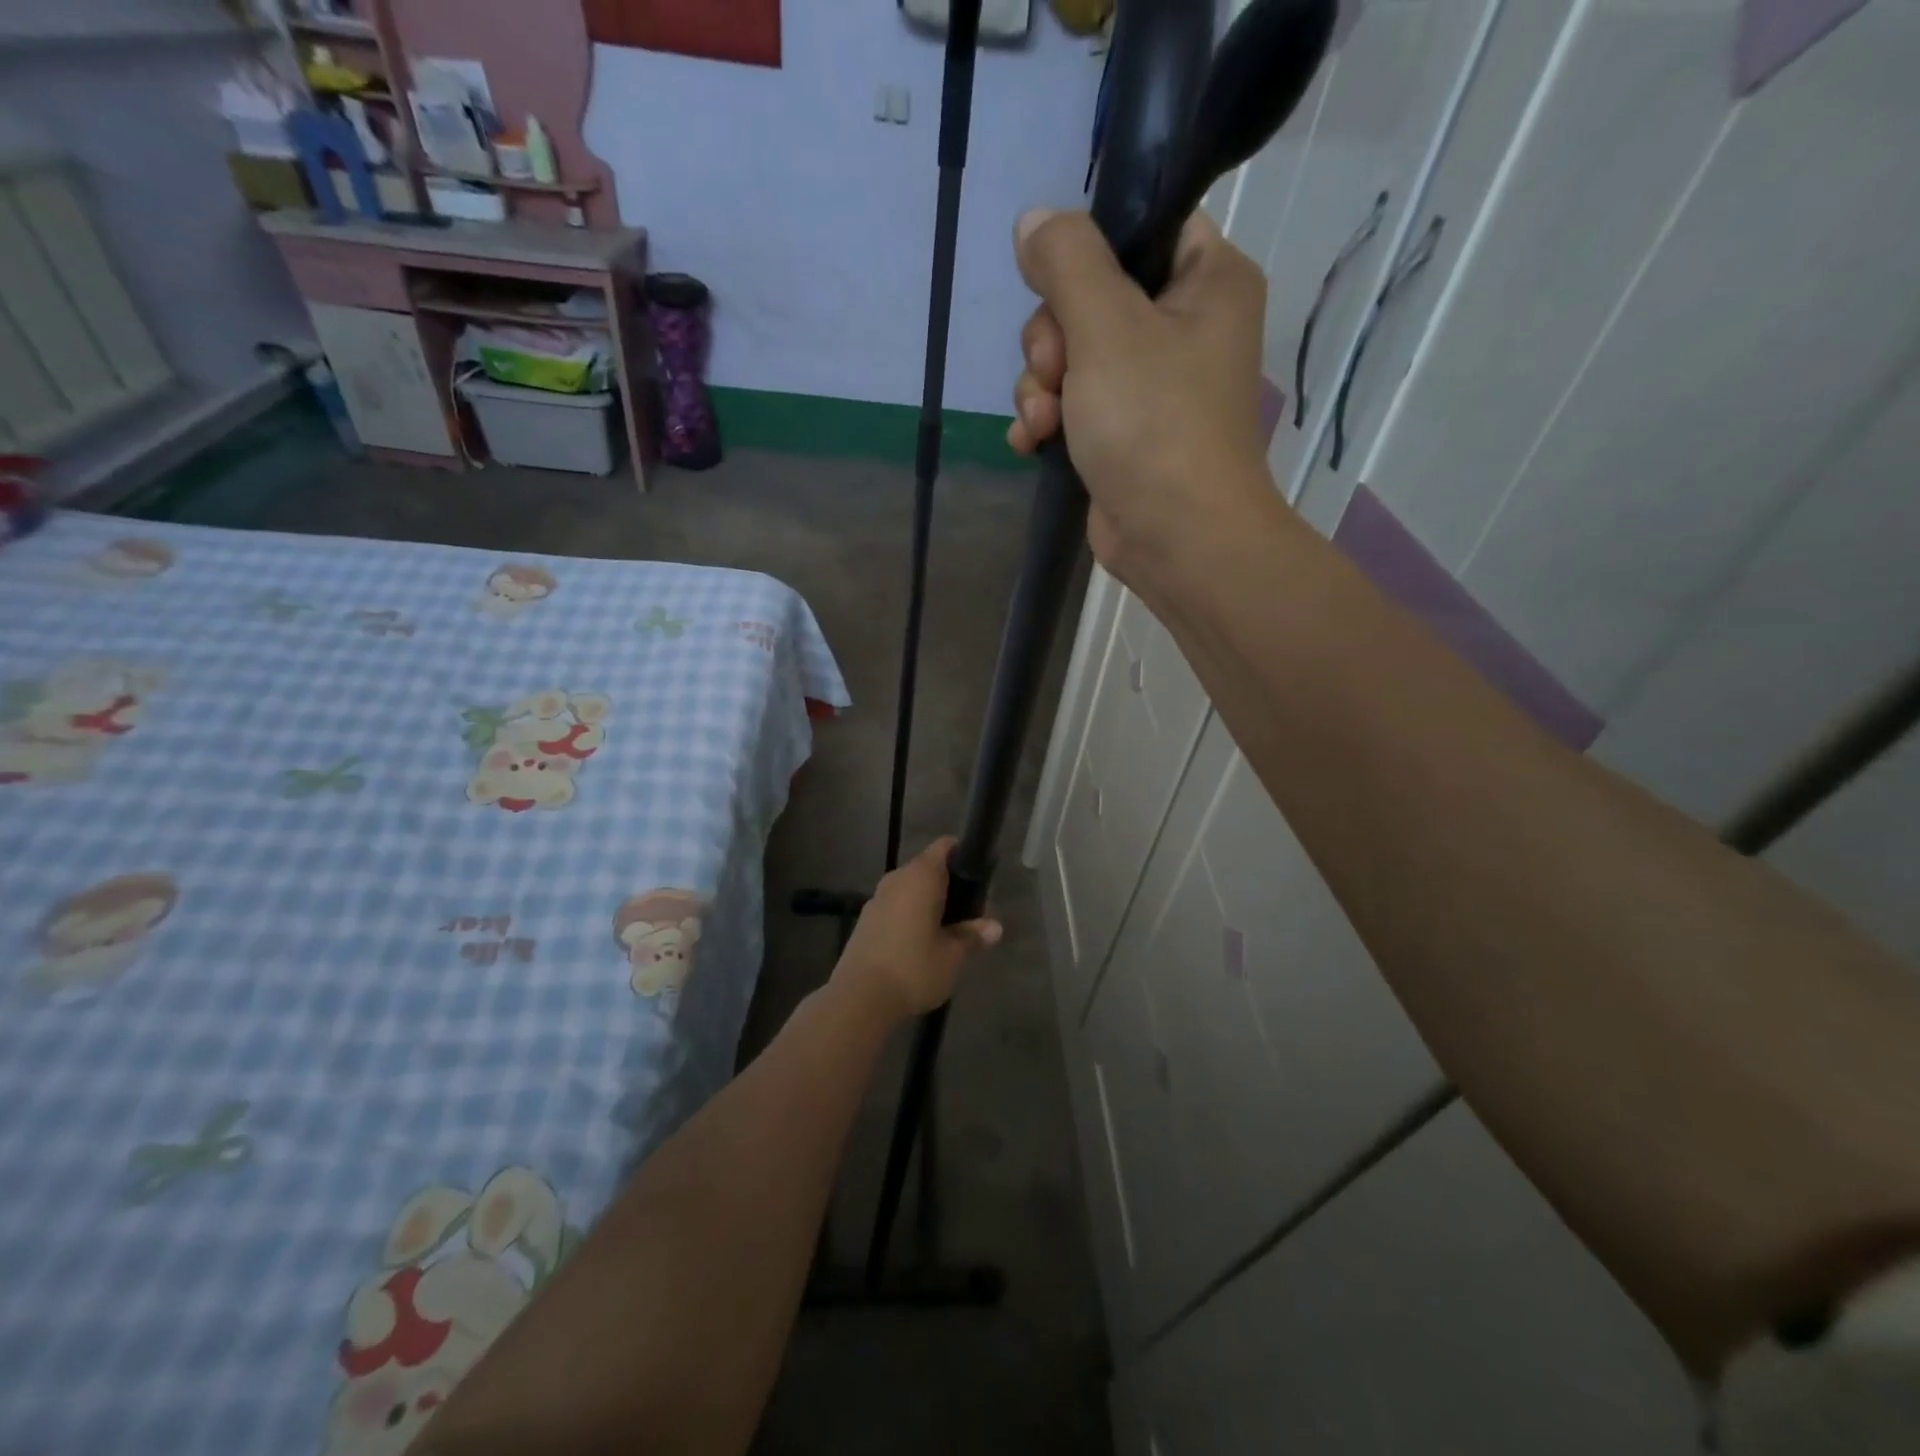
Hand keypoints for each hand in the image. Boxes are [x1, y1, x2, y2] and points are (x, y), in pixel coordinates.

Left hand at [833, 837, 1002, 1022]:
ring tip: (946, 934)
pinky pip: (894, 907)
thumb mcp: (953, 956)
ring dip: (928, 903)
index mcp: (921, 876)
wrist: (859, 998)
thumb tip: (995, 927)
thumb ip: (973, 936)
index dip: (963, 856)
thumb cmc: (914, 968)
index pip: (945, 846)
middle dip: (949, 887)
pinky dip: (909, 917)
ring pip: (909, 889)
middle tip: (969, 916)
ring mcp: (876, 899)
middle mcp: (897, 878)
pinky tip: (918, 946)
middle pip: (928, 869)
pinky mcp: (864, 921)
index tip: (979, 880)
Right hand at [1009, 208, 1277, 591]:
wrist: (1177, 539)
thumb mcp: (1107, 326)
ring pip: (1071, 356)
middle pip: (1091, 297)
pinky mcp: (1122, 435)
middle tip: (1055, 374)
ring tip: (1043, 424)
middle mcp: (1183, 328)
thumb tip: (1034, 220)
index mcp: (1206, 281)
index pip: (1143, 227)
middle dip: (1052, 341)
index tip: (1055, 285)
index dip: (1088, 251)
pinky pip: (1071, 406)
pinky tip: (1031, 445)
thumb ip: (1068, 262)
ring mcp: (1150, 387)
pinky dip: (1046, 422)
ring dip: (1040, 388)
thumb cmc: (1155, 424)